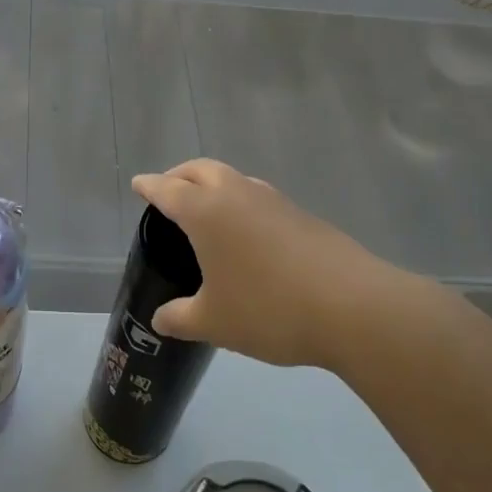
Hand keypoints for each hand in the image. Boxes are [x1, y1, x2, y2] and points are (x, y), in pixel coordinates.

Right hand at [131, 159, 432, 370]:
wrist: (353, 307)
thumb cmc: (269, 309)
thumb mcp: (214, 322)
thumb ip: (181, 318)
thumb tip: (160, 319)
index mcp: (206, 212)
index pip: (168, 189)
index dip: (149, 186)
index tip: (138, 183)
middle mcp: (238, 195)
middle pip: (201, 169)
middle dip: (180, 175)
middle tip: (168, 190)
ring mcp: (274, 201)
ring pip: (235, 179)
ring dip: (214, 185)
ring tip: (207, 210)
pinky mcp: (302, 215)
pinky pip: (259, 198)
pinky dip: (242, 204)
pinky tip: (248, 235)